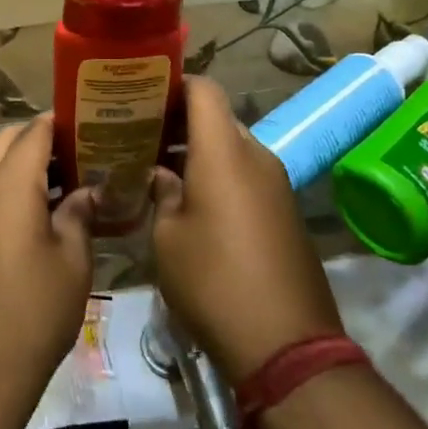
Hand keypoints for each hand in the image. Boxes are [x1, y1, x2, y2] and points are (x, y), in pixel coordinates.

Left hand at [0, 115, 94, 428]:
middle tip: (81, 153)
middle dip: (41, 139)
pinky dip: (7, 187)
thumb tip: (87, 191)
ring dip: (22, 164)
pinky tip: (39, 212)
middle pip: (8, 141)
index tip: (92, 123)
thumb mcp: (73, 261)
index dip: (63, 123)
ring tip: (65, 181)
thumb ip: (80, 214)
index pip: (35, 131)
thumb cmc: (34, 312)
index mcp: (7, 183)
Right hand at [151, 77, 342, 383]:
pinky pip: (247, 175)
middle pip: (216, 117)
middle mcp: (255, 156)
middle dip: (179, 121)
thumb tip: (162, 175)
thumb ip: (162, 192)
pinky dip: (219, 175)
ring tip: (160, 169)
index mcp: (224, 151)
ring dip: (199, 150)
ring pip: (231, 147)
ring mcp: (276, 183)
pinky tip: (192, 202)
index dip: (173, 83)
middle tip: (141, 136)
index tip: (142, 96)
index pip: (203, 89)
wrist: (286, 344)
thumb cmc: (213, 280)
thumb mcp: (167, 237)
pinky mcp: (285, 211)